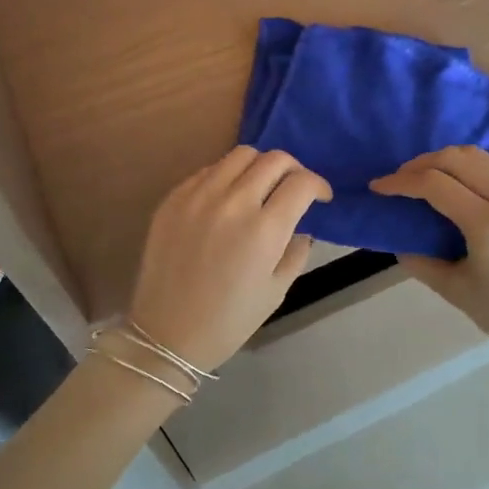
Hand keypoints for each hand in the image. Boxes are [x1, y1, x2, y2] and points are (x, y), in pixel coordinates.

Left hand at [128, 147, 332, 374]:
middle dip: (294, 170)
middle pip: (274, 159)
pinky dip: (227, 176)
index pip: (302, 182)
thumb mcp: (277, 291)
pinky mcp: (174, 198)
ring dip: (260, 166)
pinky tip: (227, 199)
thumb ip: (296, 251)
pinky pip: (209, 169)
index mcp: (264, 229)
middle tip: (294, 188)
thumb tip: (301, 226)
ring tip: (260, 187)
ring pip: (240, 154)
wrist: (166, 333)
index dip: (319, 185)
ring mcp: (199, 195)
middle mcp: (233, 202)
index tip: (321, 197)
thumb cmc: (229, 320)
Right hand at [370, 146, 488, 366]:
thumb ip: (420, 261)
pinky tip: (454, 187)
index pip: (435, 184)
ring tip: (422, 179)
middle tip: (398, 180)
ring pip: (478, 156)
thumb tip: (398, 239)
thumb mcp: (456, 292)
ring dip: (445, 161)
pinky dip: (467, 169)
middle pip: (456, 157)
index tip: (378, 187)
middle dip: (420, 163)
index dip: (400, 182)